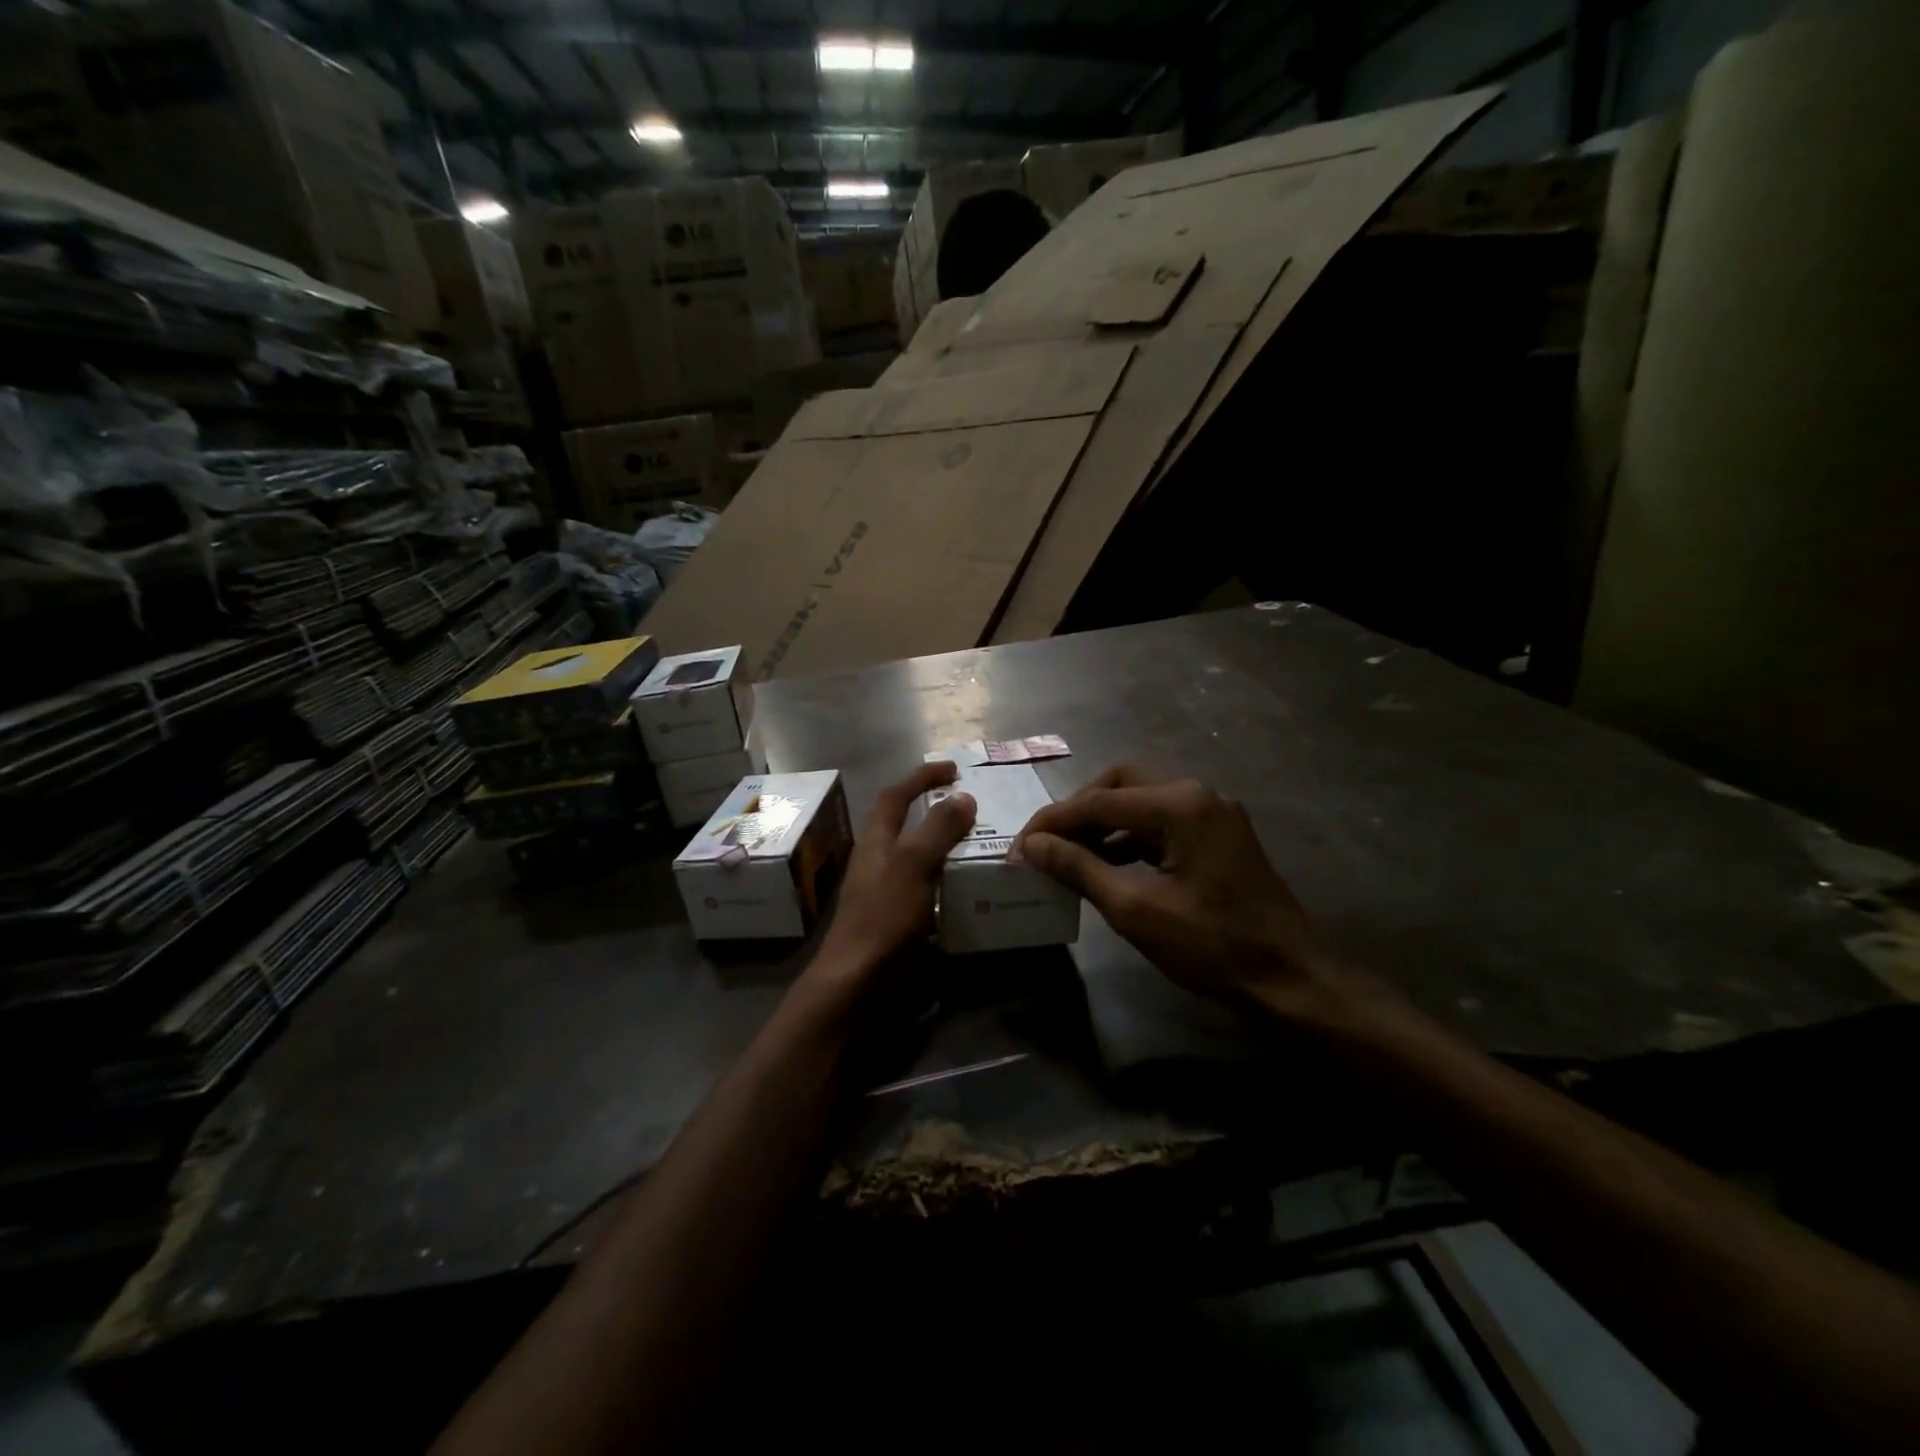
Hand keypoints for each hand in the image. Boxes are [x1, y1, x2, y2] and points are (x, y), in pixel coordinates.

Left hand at [813, 761, 975, 981]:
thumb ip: (939, 829)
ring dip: (944, 845)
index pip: (897, 794)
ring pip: (918, 855)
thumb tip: (963, 796)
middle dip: (935, 809)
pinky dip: (946, 878)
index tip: (953, 769)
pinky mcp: (896, 916)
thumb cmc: (884, 916)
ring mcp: (886, 889)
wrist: (858, 981)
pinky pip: (926, 885)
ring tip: (979, 843)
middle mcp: (878, 858)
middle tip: (972, 807)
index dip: (922, 777)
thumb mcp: (914, 865)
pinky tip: (969, 887)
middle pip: (904, 822)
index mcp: (877, 839)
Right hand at [1013, 765, 1346, 1018]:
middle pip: (1120, 783)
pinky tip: (1109, 862)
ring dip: (1104, 822)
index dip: (1052, 823)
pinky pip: (1163, 820)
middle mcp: (1198, 793)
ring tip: (1070, 854)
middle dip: (1079, 810)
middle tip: (1047, 842)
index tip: (1019, 847)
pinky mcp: (1220, 834)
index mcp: (1179, 804)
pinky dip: (1130, 835)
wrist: (1290, 979)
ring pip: (1142, 799)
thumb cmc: (1211, 946)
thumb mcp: (1135, 909)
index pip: (1097, 801)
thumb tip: (1033, 845)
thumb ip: (1079, 868)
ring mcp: (1213, 812)